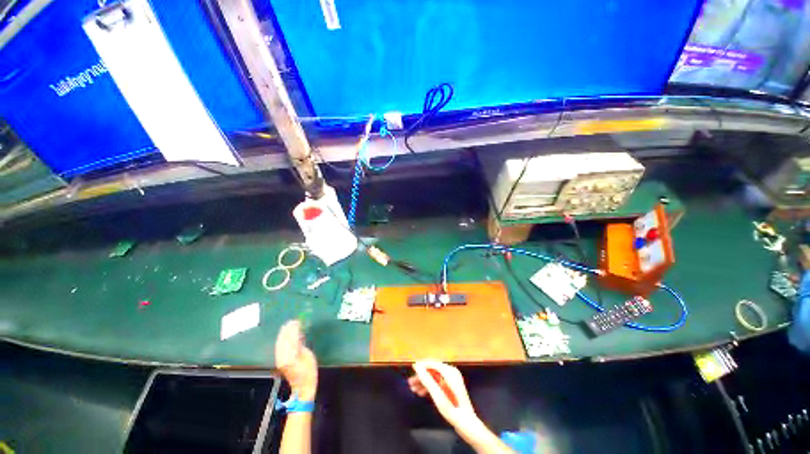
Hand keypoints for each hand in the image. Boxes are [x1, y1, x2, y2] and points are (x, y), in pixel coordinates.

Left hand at [275, 320, 317, 400]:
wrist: (302, 388)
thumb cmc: (309, 372)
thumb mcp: (308, 356)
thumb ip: (301, 345)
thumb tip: (298, 335)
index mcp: (291, 356)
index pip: (291, 339)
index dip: (293, 329)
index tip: (296, 321)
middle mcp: (282, 358)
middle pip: (283, 341)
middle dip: (287, 330)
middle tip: (291, 321)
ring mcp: (280, 360)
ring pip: (279, 344)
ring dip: (283, 334)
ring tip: (287, 325)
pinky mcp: (279, 362)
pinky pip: (279, 348)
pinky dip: (281, 340)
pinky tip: (284, 336)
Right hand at [410, 360, 478, 429]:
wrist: (468, 426)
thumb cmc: (453, 411)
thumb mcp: (438, 396)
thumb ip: (427, 380)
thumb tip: (417, 367)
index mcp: (450, 372)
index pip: (433, 363)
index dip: (422, 365)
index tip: (411, 369)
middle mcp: (452, 373)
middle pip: (433, 370)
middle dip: (421, 376)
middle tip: (410, 383)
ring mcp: (452, 380)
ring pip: (434, 377)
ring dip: (424, 382)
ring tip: (413, 389)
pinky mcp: (451, 387)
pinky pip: (437, 382)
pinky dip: (429, 386)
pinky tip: (421, 393)